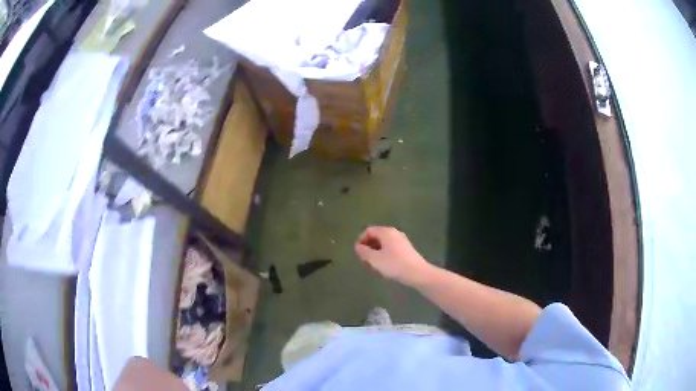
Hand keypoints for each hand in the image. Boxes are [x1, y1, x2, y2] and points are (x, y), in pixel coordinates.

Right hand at [354, 226, 432, 286]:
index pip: (369, 230)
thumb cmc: (394, 264)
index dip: (361, 240)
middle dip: (368, 247)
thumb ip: (363, 252)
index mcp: (386, 232)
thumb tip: (357, 246)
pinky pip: (391, 248)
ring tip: (373, 265)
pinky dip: (384, 255)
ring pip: (383, 243)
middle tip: (365, 260)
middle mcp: (394, 233)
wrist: (417, 273)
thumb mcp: (375, 259)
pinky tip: (384, 266)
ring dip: (376, 252)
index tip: (358, 253)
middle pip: (376, 236)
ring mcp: (402, 240)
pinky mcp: (406, 249)